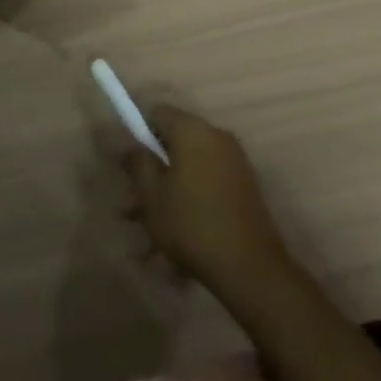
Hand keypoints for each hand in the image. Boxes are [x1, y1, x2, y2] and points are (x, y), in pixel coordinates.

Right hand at [123, 106, 292, 304]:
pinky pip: (207, 182)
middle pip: (173, 143)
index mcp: (192, 129)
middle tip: (132, 208)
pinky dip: (190, 200)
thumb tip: (130, 146)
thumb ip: (138, 163)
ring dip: (168, 192)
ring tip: (150, 233)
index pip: (157, 113)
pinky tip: (178, 236)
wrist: (251, 267)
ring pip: (189, 168)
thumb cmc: (192, 224)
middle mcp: (216, 136)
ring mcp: (234, 161)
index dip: (138, 134)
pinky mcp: (244, 186)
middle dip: (152, 172)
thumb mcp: (152, 195)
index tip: (129, 165)